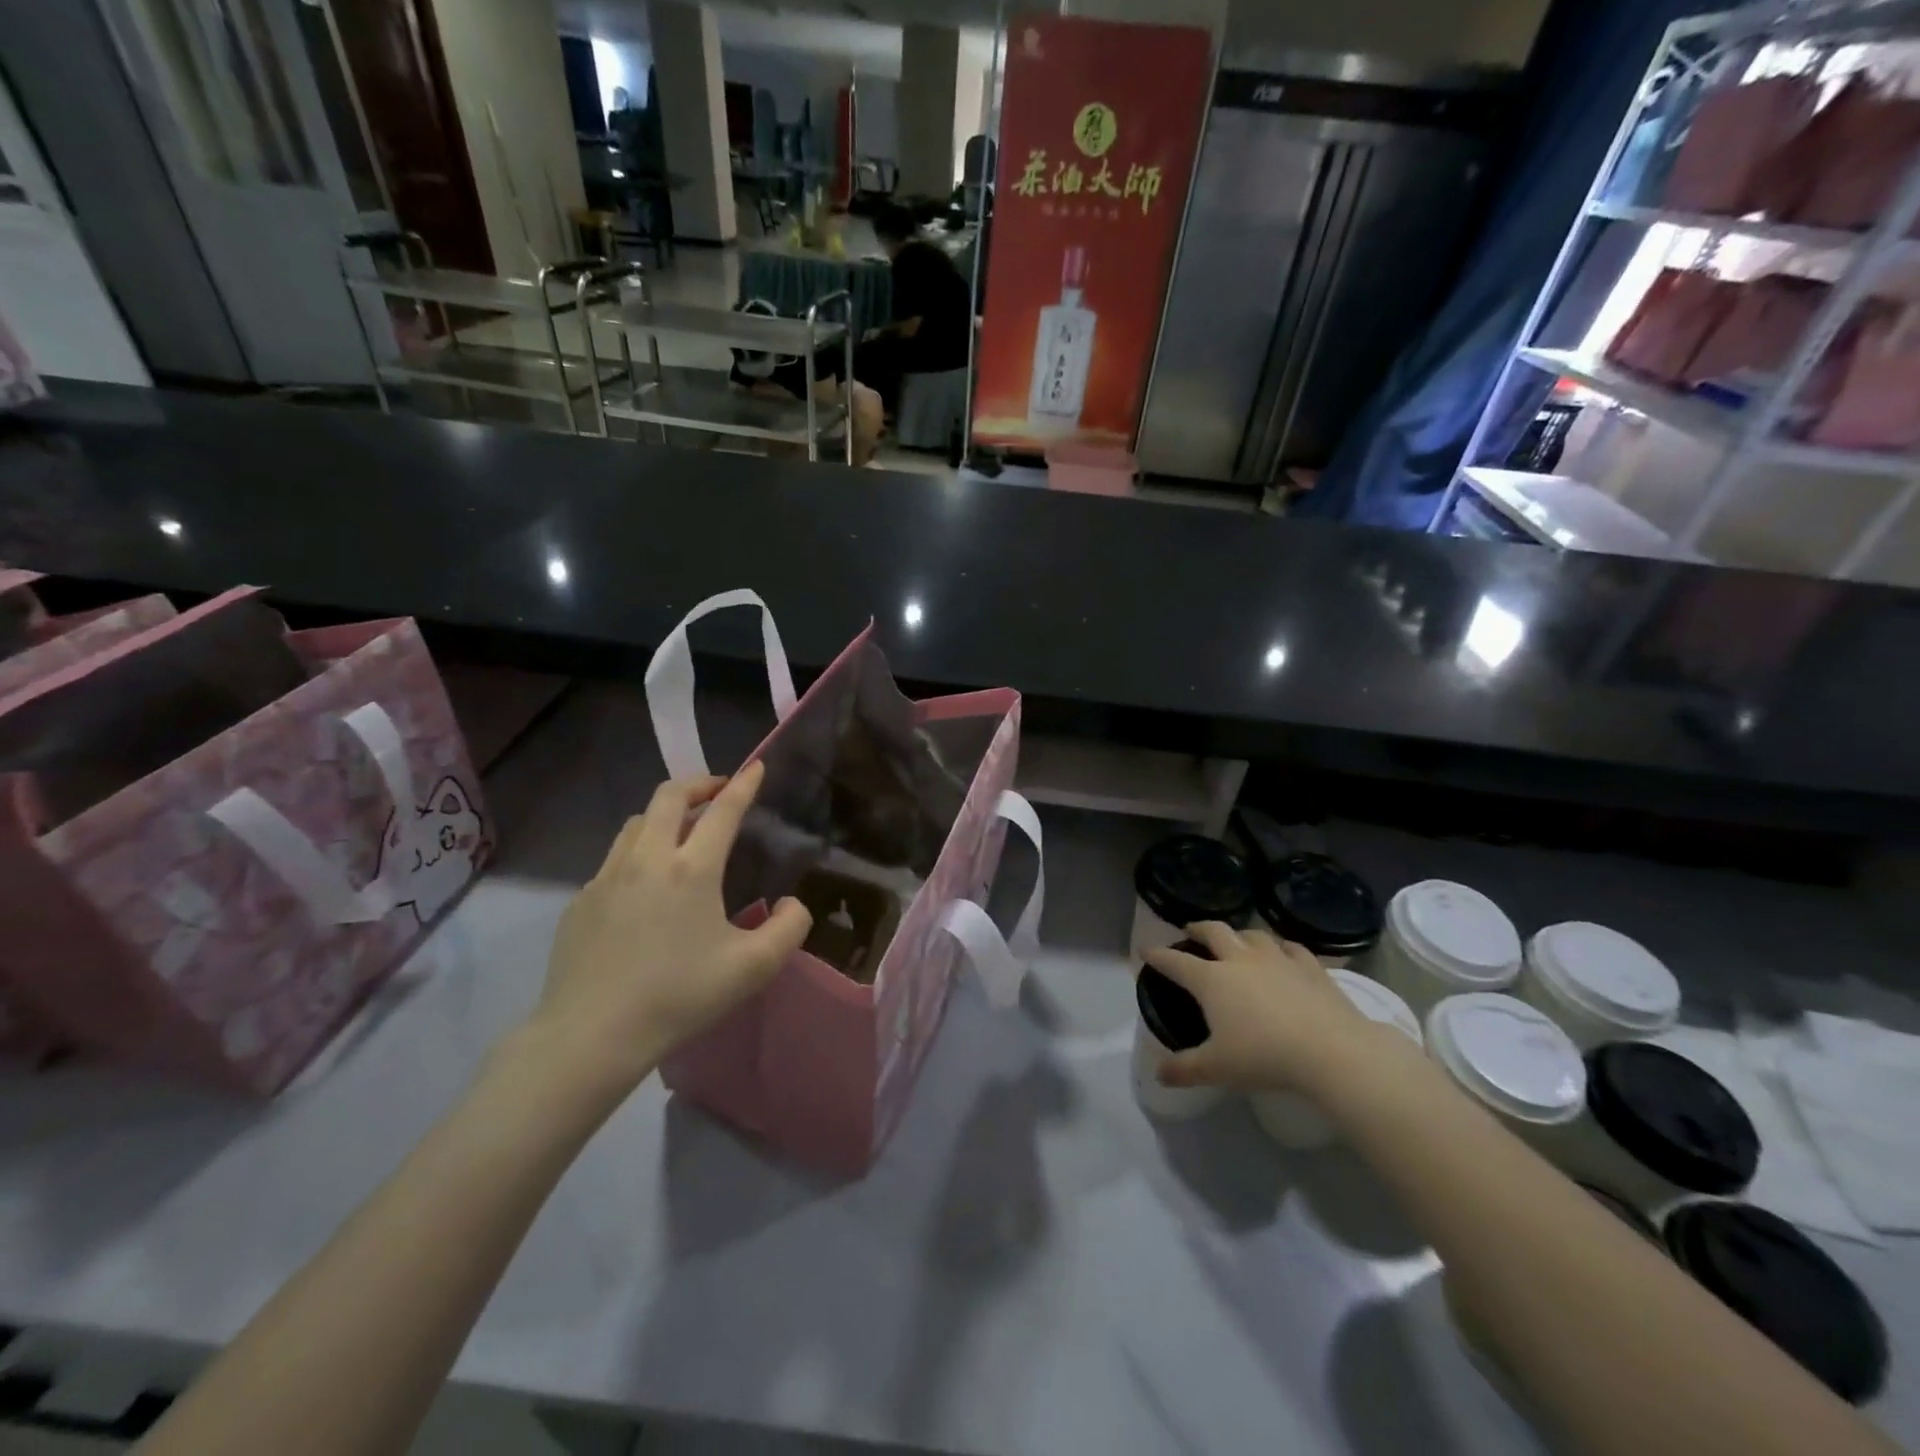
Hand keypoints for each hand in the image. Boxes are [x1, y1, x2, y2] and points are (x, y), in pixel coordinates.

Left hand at [527, 763, 811, 1100]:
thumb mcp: (753, 968)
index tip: (757, 768)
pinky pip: (614, 859)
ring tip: (681, 832)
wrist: (591, 1035)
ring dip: (664, 814)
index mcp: (691, 869)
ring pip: (636, 822)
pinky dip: (637, 852)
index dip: (743, 785)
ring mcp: (606, 878)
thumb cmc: (679, 997)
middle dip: (699, 784)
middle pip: (669, 796)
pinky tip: (644, 887)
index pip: (722, 811)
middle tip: (718, 792)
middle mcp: (647, 859)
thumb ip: (789, 929)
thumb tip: (791, 903)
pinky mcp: (581, 901)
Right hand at [1144, 922, 1400, 1094]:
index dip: (1158, 956)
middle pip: (1213, 932)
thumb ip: (1185, 1069)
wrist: (1331, 1050)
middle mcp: (1240, 960)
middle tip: (1190, 931)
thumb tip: (1158, 1074)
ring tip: (1236, 940)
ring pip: (1252, 934)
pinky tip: (1283, 953)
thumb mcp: (1217, 1068)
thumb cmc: (1265, 1057)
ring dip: (1239, 934)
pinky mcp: (1310, 966)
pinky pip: (1290, 947)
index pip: (1175, 962)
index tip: (1145, 950)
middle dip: (1198, 929)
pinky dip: (1280, 947)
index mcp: (1212, 980)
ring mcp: (1276, 959)